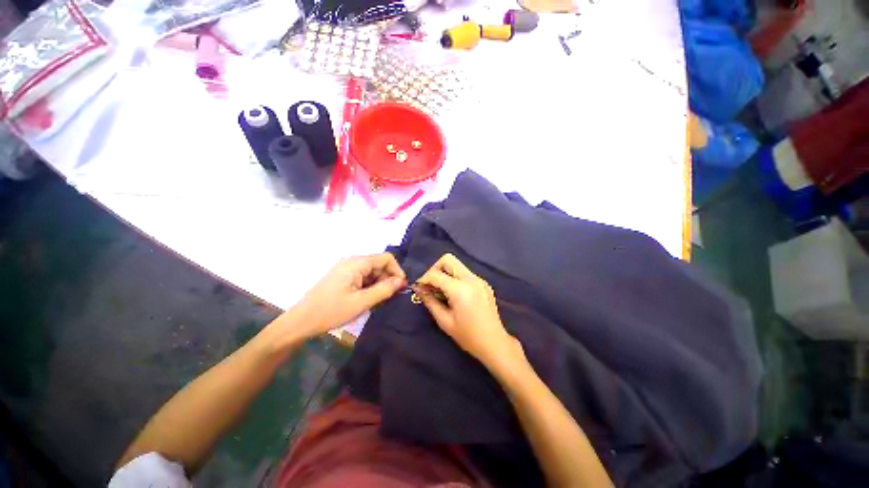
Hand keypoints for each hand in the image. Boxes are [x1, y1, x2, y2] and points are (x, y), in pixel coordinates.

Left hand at [288, 253, 406, 339]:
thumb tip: (402, 281)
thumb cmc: (331, 311)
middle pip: (379, 264)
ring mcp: (346, 268)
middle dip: (388, 278)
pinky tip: (367, 299)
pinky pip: (362, 276)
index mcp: (356, 263)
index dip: (397, 271)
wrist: (301, 322)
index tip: (401, 287)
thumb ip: (384, 289)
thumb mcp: (362, 302)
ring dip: (379, 284)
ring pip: (371, 271)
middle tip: (390, 297)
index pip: (386, 258)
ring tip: (378, 301)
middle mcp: (352, 261)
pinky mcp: (342, 276)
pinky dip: (369, 286)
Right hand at [416, 254, 518, 366]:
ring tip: (441, 290)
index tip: (417, 286)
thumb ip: (430, 301)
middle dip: (435, 269)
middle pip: (448, 259)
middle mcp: (471, 279)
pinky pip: (465, 273)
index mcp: (460, 289)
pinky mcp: (484, 283)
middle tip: (430, 285)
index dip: (423, 278)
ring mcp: (479, 279)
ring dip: (445, 273)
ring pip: (457, 265)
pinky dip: (455, 278)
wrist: (494, 343)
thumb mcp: (444, 321)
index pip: (436, 274)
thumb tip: (418, 288)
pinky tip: (454, 294)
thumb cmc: (468, 336)